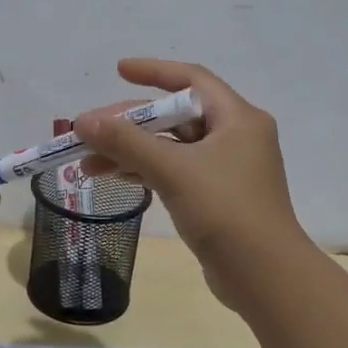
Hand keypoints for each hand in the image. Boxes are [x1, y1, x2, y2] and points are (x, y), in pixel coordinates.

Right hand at [74, 58, 312, 308]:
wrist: (264, 276)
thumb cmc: (225, 211)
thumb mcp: (173, 170)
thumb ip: (126, 142)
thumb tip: (82, 120)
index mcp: (237, 118)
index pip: (191, 80)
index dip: (154, 72)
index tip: (118, 71)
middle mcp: (236, 137)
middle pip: (175, 117)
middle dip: (130, 123)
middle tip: (89, 132)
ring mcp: (227, 169)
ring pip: (171, 148)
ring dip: (131, 152)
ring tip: (87, 164)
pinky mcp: (218, 198)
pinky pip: (175, 172)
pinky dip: (145, 172)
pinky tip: (114, 179)